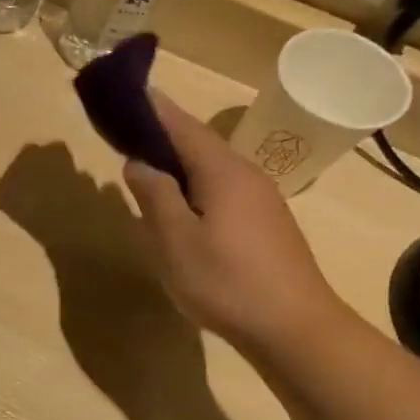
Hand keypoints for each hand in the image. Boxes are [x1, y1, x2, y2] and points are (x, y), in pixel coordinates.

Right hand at [122, 93, 348, 351]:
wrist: (294, 327)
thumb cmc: (227, 281)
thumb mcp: (176, 241)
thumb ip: (155, 197)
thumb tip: (138, 163)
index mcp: (222, 173)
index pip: (182, 127)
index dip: (154, 109)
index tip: (128, 91)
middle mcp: (245, 176)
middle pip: (198, 144)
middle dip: (162, 135)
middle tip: (125, 132)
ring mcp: (260, 200)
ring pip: (210, 170)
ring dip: (177, 163)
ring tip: (144, 167)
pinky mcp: (264, 224)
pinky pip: (220, 191)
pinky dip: (193, 186)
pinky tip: (178, 206)